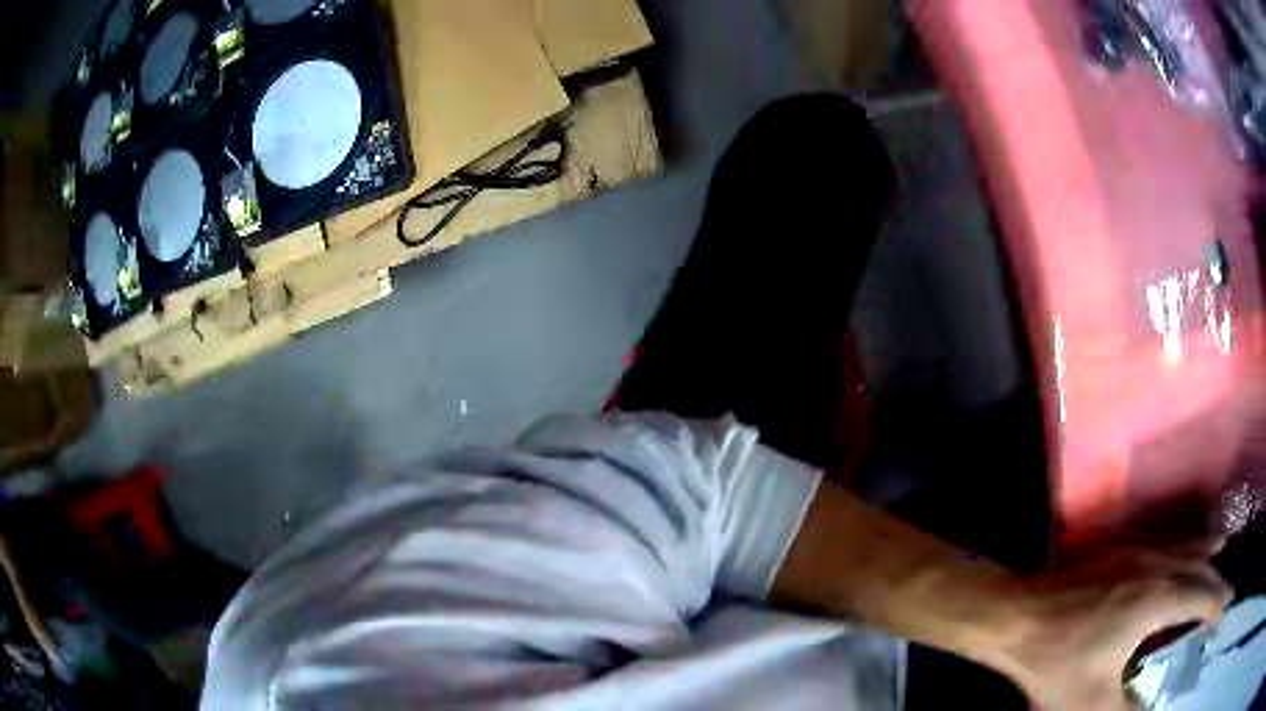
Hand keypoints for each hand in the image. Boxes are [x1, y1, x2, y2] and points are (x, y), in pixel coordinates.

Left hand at [994, 545, 1231, 710]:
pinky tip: (1182, 542)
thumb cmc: (1057, 662)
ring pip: (1185, 544)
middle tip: (1229, 589)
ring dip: (1206, 549)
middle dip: (1217, 581)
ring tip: (1223, 544)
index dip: (1216, 606)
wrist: (1017, 616)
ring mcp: (1138, 549)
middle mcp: (1157, 565)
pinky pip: (1164, 538)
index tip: (1225, 610)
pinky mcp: (1121, 546)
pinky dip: (1183, 540)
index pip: (1200, 600)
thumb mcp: (1092, 701)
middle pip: (1199, 569)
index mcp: (1158, 600)